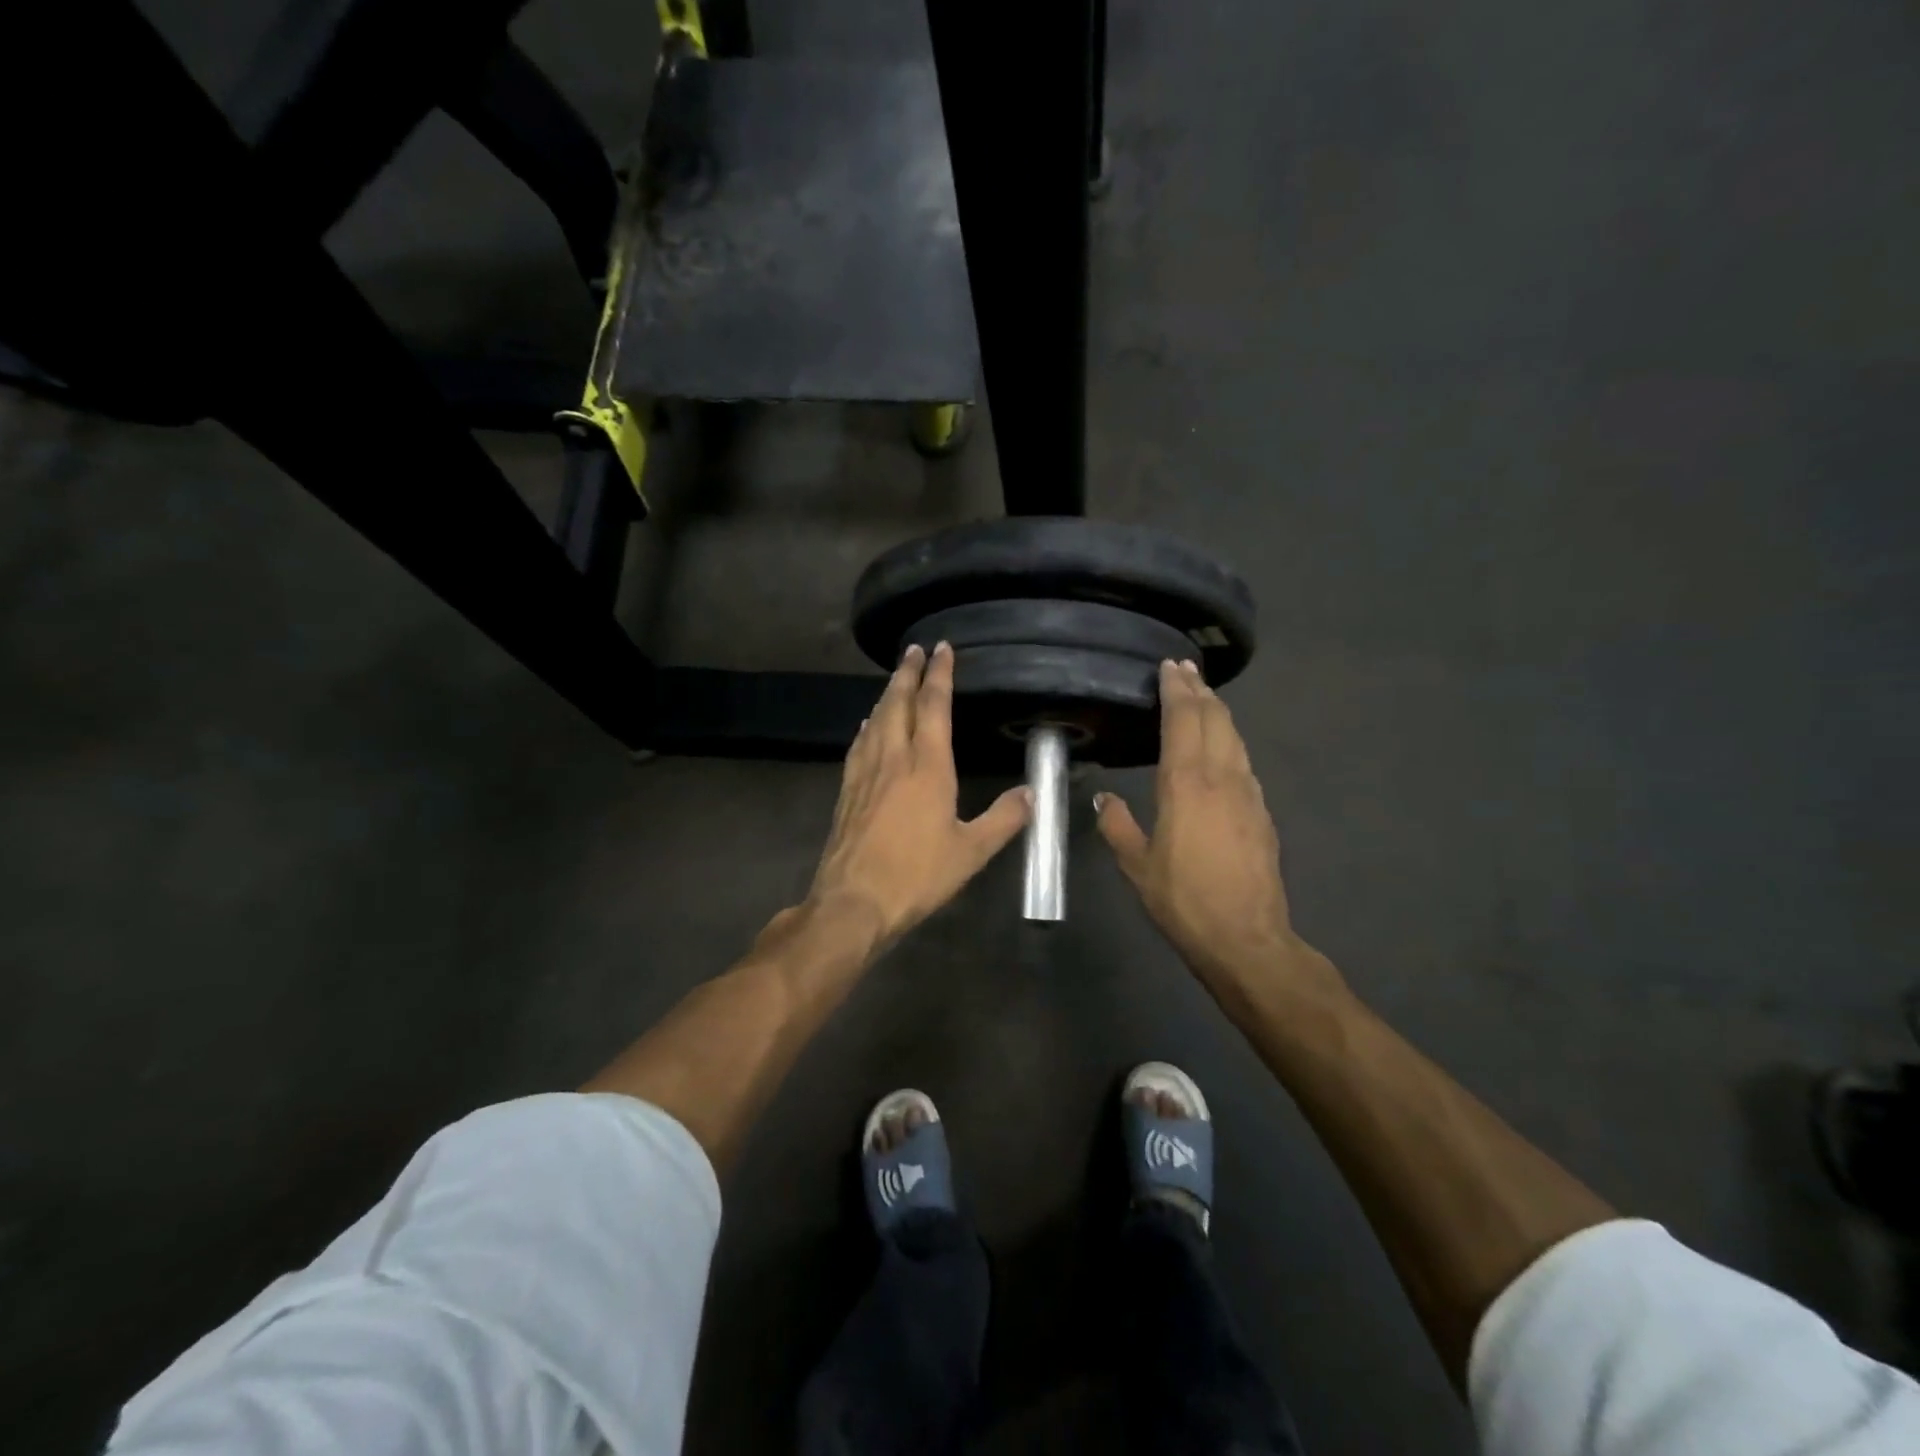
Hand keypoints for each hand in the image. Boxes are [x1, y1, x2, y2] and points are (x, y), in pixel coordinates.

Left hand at [802, 642, 1030, 950]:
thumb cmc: (917, 875)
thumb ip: (1004, 819)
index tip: (941, 649)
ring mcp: (865, 774)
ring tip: (894, 681)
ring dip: (886, 695)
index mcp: (927, 766)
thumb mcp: (971, 852)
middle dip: (906, 673)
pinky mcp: (846, 791)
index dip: (939, 675)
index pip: (933, 706)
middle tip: (912, 649)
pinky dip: (868, 726)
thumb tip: (1033, 793)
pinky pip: (859, 745)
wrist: (853, 902)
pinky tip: (867, 726)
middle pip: (897, 703)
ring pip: (875, 720)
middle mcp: (893, 759)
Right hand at [1096, 661, 1338, 1001]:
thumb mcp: (1136, 865)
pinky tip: (1222, 747)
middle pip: (1215, 719)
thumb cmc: (1183, 899)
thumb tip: (1104, 800)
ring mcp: (1248, 793)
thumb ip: (1117, 825)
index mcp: (1186, 784)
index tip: (1170, 667)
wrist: (1246, 937)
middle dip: (1200, 690)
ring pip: (1234, 737)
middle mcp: (1221, 777)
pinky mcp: (1262, 812)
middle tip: (1186, 669)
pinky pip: (1243, 761)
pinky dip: (1229, 740)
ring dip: (1218, 712)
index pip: (1183, 720)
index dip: (1177, 690)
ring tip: (1204, 697)